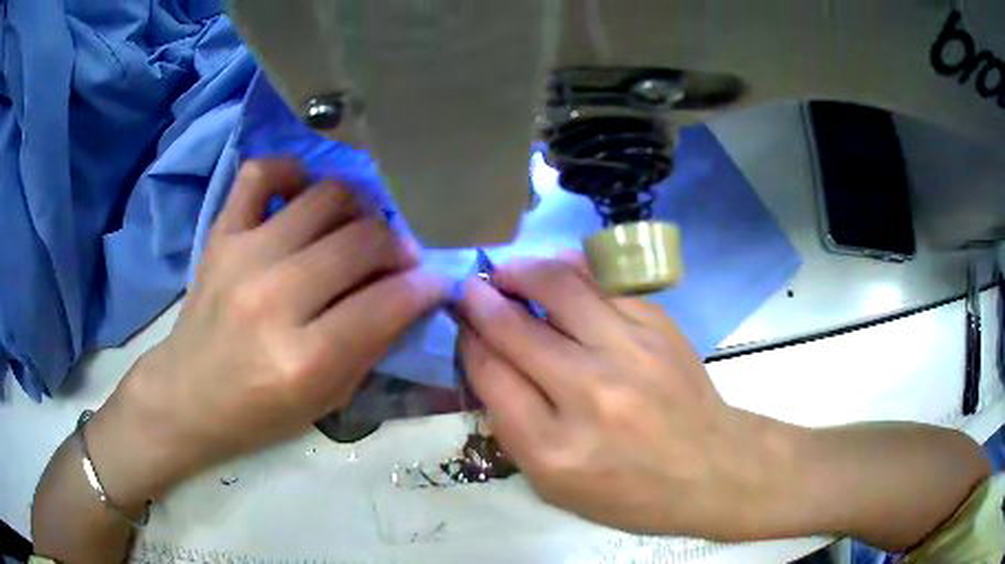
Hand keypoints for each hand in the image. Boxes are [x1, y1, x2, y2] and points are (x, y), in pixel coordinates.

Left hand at [88, 159, 448, 504]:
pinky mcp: (221, 233)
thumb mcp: (325, 402)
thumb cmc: (256, 412)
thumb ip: (370, 347)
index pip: (387, 302)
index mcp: (304, 358)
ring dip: (359, 207)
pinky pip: (262, 172)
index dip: (425, 287)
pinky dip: (292, 171)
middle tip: (399, 258)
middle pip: (362, 240)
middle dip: (398, 246)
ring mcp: (243, 255)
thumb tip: (409, 296)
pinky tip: (303, 192)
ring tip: (358, 227)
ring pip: (325, 197)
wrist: (186, 395)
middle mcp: (274, 297)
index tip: (436, 281)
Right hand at [456, 258, 802, 539]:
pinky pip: (604, 283)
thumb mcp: (556, 488)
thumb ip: (514, 429)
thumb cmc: (631, 493)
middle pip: (516, 330)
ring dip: (521, 272)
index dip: (469, 344)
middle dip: (482, 302)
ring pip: (560, 289)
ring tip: (505, 270)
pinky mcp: (659, 327)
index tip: (462, 327)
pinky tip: (555, 269)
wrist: (712, 468)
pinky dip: (571, 270)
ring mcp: (630, 353)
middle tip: (470, 289)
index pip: (492, 377)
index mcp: (555, 449)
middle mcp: (591, 394)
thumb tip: (488, 363)